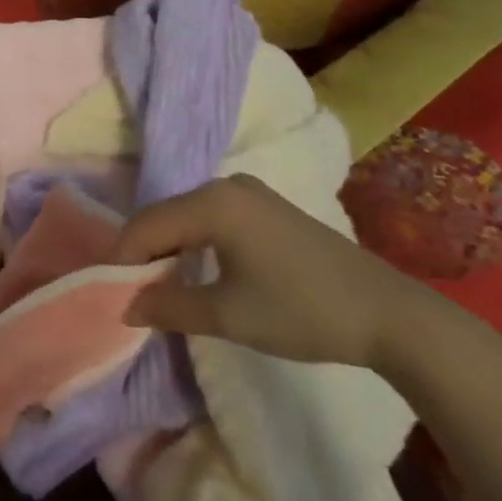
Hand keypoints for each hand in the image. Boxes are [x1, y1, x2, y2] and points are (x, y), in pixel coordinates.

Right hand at [113, 173, 428, 369]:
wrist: (390, 314)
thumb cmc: (302, 311)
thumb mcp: (229, 315)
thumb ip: (169, 307)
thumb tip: (124, 307)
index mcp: (211, 203)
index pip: (145, 226)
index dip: (122, 260)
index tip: (112, 294)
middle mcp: (224, 185)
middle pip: (163, 216)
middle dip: (144, 254)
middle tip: (134, 294)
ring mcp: (248, 192)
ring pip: (186, 216)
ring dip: (169, 248)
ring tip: (162, 287)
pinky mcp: (265, 206)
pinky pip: (211, 217)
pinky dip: (194, 242)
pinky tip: (198, 269)